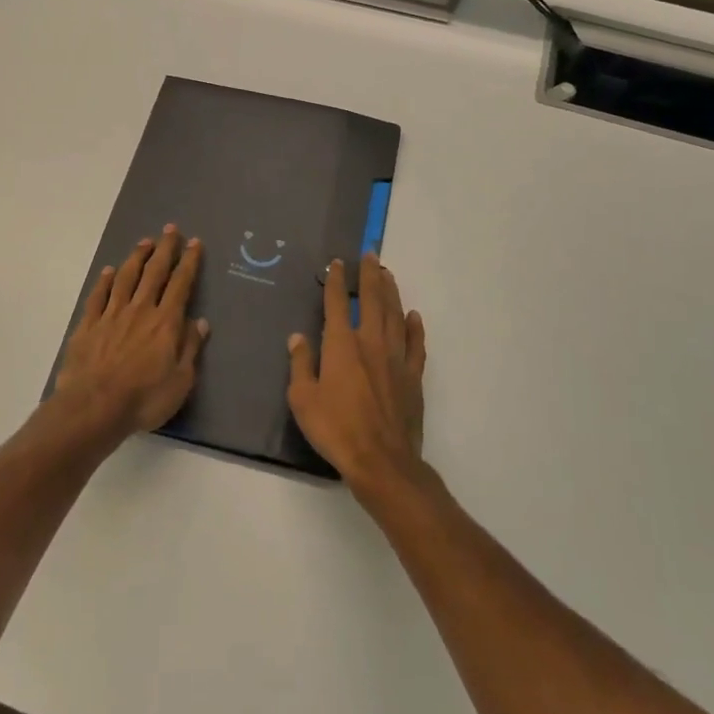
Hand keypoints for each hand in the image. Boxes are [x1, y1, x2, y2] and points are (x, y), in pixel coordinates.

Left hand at [53, 225, 206, 440]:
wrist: (94, 406)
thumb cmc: (144, 398)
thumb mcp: (180, 380)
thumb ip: (190, 348)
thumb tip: (199, 322)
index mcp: (165, 322)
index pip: (181, 284)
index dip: (189, 262)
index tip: (194, 243)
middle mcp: (139, 310)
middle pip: (154, 272)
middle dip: (164, 249)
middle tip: (170, 229)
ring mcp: (111, 315)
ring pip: (125, 278)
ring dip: (136, 258)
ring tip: (144, 242)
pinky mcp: (88, 326)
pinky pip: (98, 296)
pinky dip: (104, 281)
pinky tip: (108, 271)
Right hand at [287, 254, 426, 498]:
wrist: (381, 459)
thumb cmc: (335, 428)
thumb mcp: (302, 399)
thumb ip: (300, 364)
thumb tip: (298, 337)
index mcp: (341, 344)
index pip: (335, 303)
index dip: (335, 280)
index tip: (336, 263)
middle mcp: (370, 342)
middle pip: (371, 299)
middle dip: (370, 275)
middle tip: (371, 254)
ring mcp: (396, 357)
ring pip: (395, 314)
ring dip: (391, 292)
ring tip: (388, 274)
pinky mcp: (413, 376)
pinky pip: (416, 344)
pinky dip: (415, 327)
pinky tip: (413, 315)